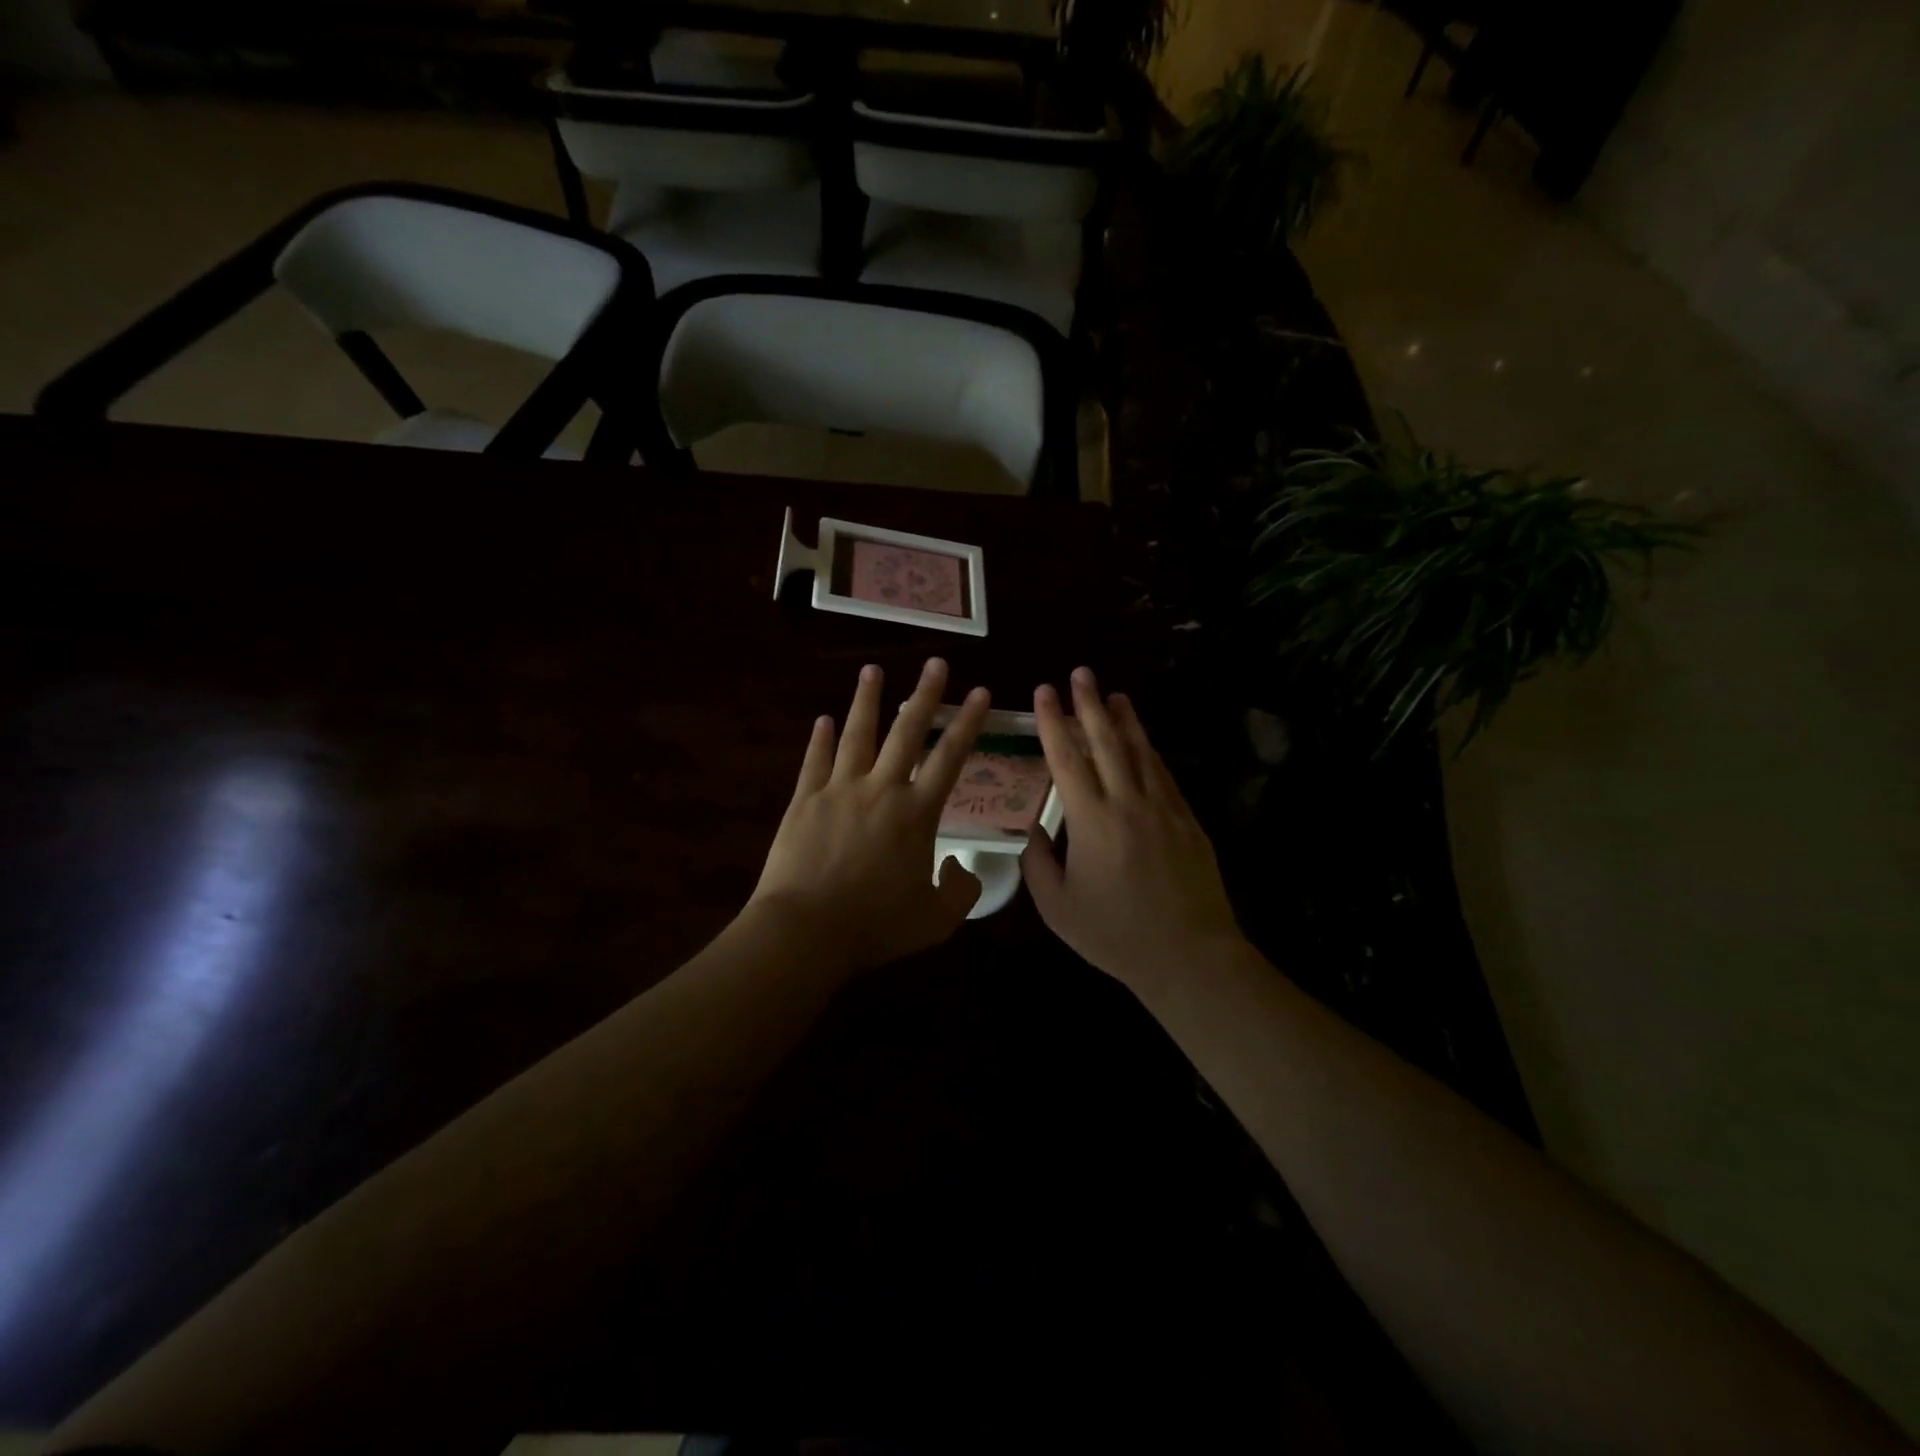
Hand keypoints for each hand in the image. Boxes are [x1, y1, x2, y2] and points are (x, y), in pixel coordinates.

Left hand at [749, 658, 991, 975]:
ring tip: (872, 670)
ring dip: (867, 701)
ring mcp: (839, 790)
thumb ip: (960, 891)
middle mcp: (881, 789)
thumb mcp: (936, 920)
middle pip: (907, 732)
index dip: (967, 722)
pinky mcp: (805, 800)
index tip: (979, 692)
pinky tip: (823, 719)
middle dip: (924, 695)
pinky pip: (815, 761)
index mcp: (917, 813)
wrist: (807, 930)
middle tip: (935, 663)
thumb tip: (960, 866)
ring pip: (857, 735)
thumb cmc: (876, 926)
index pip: (949, 757)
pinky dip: (820, 739)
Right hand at [1022, 668, 1245, 997]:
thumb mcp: (1058, 908)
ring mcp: (1163, 809)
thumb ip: (1038, 864)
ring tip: (1113, 694)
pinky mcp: (1187, 820)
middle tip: (1081, 674)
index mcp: (1091, 822)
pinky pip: (1164, 774)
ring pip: (1140, 751)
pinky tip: (1144, 740)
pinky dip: (1150, 751)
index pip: (1067, 759)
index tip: (1045, 692)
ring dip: (1124, 720)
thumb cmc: (1115, 935)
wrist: (1189, 955)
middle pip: (1106, 742)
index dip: (1053, 722)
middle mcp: (1128, 803)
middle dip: (1090, 705)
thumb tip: (1033, 830)